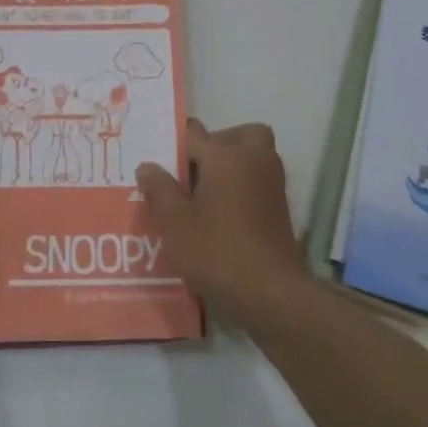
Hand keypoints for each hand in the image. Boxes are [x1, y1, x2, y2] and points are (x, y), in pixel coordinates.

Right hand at [135, 119, 309, 332]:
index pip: (193, 132)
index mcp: (225, 154)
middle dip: (215, 146)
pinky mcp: (279, 208)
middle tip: (192, 171)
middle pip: (237, 136)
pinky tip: (219, 216)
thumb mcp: (174, 222)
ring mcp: (271, 184)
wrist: (271, 293)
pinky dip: (241, 188)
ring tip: (201, 196)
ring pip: (251, 157)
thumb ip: (159, 189)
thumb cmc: (217, 251)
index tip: (157, 163)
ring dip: (230, 167)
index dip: (172, 145)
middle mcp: (253, 159)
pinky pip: (257, 182)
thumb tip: (148, 166)